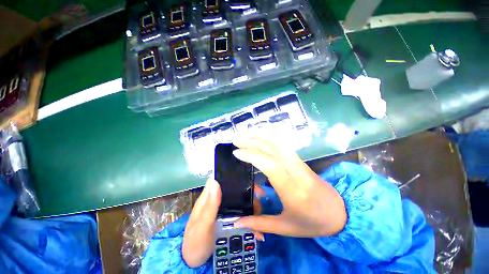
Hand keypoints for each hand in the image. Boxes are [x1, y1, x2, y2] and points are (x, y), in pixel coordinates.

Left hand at [182, 177, 263, 267]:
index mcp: (209, 198)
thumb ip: (208, 207)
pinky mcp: (231, 220)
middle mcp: (218, 201)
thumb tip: (215, 182)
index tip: (247, 178)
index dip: (231, 176)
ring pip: (242, 201)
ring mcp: (225, 211)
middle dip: (249, 192)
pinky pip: (243, 215)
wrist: (196, 264)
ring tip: (260, 219)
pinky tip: (258, 231)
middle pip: (236, 190)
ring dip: (253, 206)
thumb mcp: (200, 227)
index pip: (220, 179)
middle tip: (261, 197)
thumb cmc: (195, 244)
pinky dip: (252, 220)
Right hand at [232, 138, 346, 236]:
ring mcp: (300, 163)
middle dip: (252, 142)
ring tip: (244, 137)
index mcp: (293, 190)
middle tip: (236, 141)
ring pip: (278, 144)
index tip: (236, 153)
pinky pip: (283, 145)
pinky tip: (260, 138)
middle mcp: (297, 172)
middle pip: (273, 149)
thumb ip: (260, 223)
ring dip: (260, 138)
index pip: (270, 165)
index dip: (252, 155)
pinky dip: (269, 139)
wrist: (340, 213)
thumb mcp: (286, 228)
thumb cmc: (313, 223)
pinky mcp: (300, 160)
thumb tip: (237, 221)